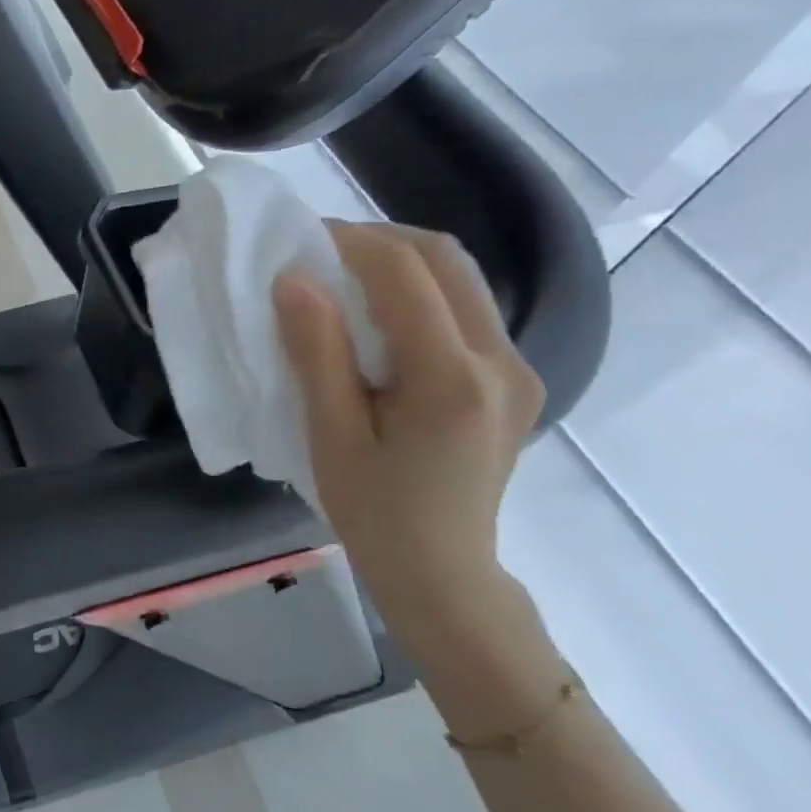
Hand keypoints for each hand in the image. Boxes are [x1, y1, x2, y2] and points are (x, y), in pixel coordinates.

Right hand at [274, 223, 545, 647]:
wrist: (443, 574)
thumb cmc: (374, 513)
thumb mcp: (331, 435)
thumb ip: (317, 352)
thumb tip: (293, 278)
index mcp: (453, 378)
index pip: (405, 273)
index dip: (349, 241)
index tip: (298, 238)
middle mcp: (501, 361)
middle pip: (445, 259)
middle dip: (377, 240)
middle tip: (318, 251)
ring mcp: (517, 369)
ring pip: (460, 279)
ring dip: (399, 263)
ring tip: (341, 277)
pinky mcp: (513, 381)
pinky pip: (465, 310)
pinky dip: (417, 293)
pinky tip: (377, 317)